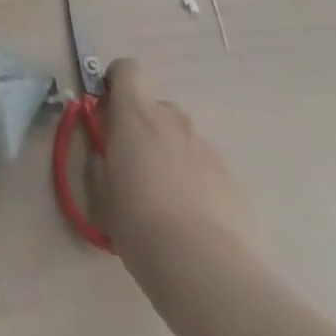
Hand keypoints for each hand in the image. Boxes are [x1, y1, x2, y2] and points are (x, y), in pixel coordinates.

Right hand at [98, 58, 250, 266]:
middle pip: (157, 107)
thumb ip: (102, 160)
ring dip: (173, 154)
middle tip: (139, 166)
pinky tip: (196, 220)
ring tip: (171, 200)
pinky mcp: (233, 178)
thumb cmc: (138, 220)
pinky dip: (199, 181)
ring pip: (183, 139)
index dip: (118, 81)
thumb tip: (105, 152)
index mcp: (135, 112)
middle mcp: (172, 118)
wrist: (203, 266)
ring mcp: (206, 146)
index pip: (128, 69)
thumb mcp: (102, 190)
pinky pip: (207, 167)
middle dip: (147, 128)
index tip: (111, 108)